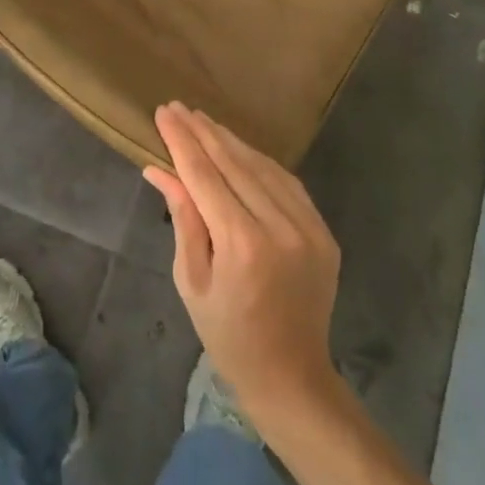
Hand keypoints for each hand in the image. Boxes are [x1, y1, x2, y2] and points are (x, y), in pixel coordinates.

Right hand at [144, 103, 342, 427]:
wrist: (292, 376)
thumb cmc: (227, 335)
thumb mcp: (192, 279)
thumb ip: (183, 217)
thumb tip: (160, 168)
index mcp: (242, 245)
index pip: (205, 176)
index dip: (182, 141)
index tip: (164, 112)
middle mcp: (280, 228)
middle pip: (235, 164)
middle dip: (203, 132)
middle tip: (179, 107)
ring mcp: (309, 228)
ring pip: (264, 167)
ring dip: (231, 141)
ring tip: (204, 121)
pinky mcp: (324, 232)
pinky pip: (288, 184)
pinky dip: (260, 162)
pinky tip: (240, 148)